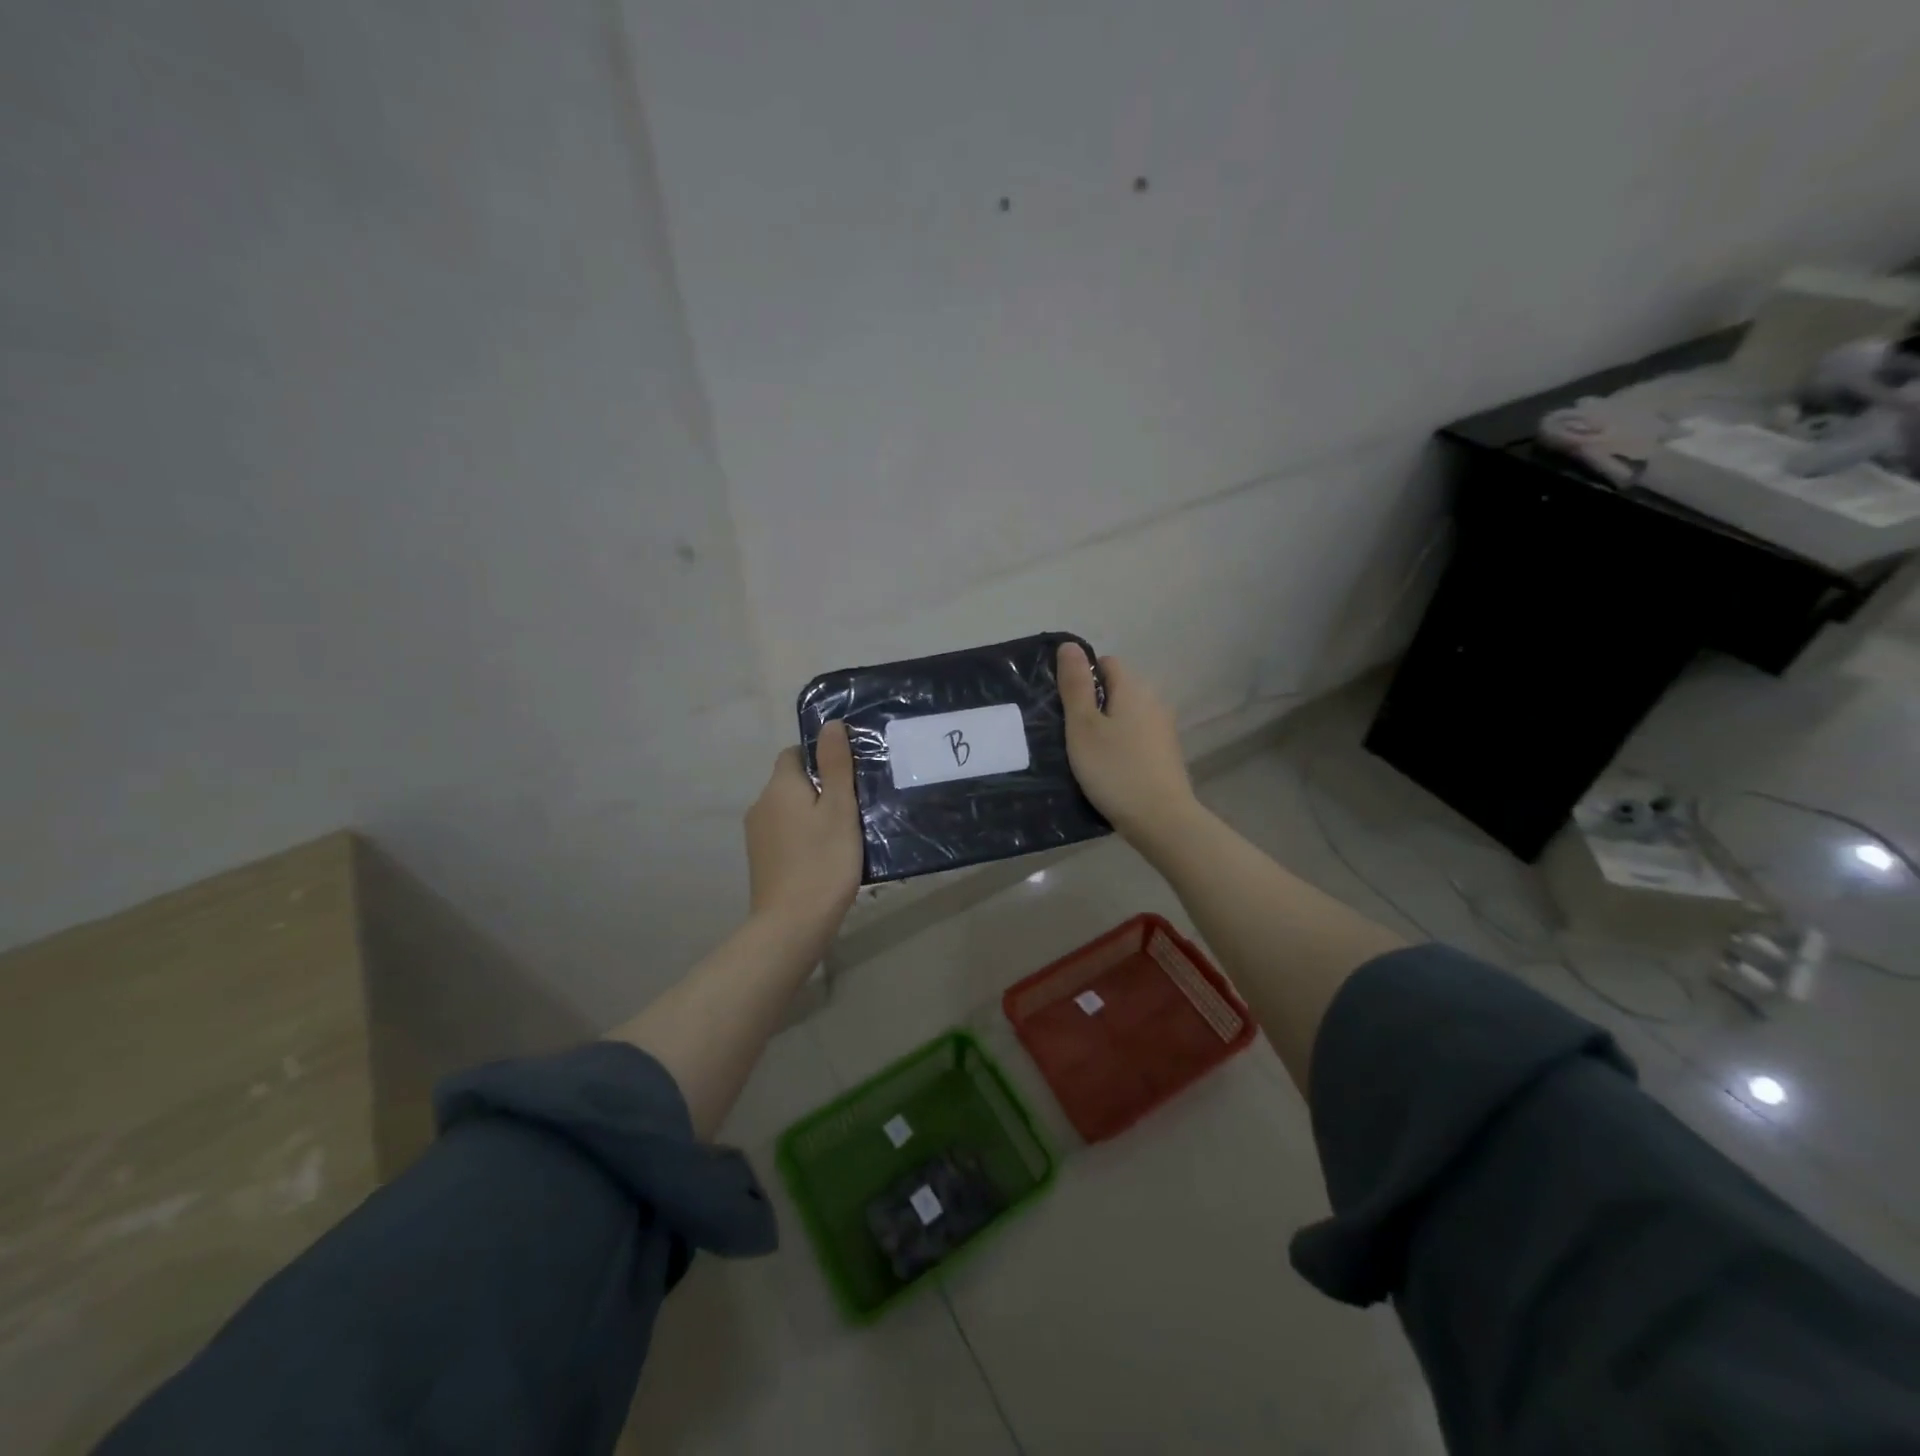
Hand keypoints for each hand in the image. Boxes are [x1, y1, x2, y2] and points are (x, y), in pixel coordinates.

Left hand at [745, 721, 863, 932]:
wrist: (792, 924)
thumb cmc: (823, 861)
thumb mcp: (840, 809)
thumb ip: (835, 765)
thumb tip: (830, 724)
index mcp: (780, 786)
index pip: (794, 753)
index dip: (821, 756)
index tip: (849, 772)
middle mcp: (761, 805)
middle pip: (792, 782)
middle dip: (821, 786)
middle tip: (856, 802)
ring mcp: (757, 835)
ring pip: (789, 809)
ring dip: (813, 813)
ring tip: (846, 830)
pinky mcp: (761, 860)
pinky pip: (786, 833)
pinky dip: (804, 835)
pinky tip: (826, 854)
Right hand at [1057, 642, 1198, 842]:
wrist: (1161, 819)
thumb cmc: (1114, 769)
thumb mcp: (1083, 727)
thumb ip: (1075, 685)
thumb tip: (1070, 646)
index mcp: (1133, 688)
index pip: (1105, 663)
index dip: (1081, 678)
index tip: (1063, 706)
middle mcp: (1154, 701)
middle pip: (1117, 689)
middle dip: (1092, 704)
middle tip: (1068, 732)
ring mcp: (1164, 728)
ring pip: (1126, 715)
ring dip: (1106, 727)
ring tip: (1084, 753)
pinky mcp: (1166, 754)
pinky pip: (1136, 737)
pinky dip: (1120, 745)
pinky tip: (1108, 769)